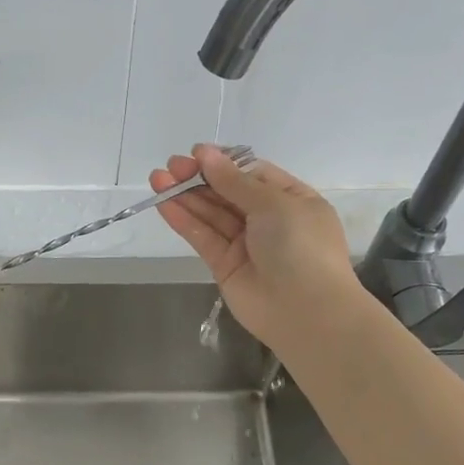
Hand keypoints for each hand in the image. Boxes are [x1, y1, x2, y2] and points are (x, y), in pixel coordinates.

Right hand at [151, 145, 368, 354]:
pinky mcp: (225, 265)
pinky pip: (203, 237)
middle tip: (171, 165)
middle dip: (200, 177)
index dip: (225, 163)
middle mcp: (269, 220)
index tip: (197, 152)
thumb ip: (234, 181)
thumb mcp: (273, 204)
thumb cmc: (301, 246)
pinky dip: (184, 220)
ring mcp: (246, 244)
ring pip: (211, 214)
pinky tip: (163, 203)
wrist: (306, 312)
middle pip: (228, 192)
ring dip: (185, 196)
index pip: (253, 174)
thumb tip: (205, 154)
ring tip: (157, 178)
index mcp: (292, 200)